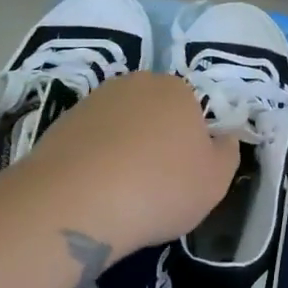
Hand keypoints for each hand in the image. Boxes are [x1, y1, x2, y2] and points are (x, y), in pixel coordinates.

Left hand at [0, 71, 240, 262]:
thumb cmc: (160, 188)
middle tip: (156, 183)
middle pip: (155, 112)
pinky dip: (95, 161)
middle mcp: (135, 84)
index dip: (193, 143)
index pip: (193, 110)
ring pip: (122, 126)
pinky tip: (94, 192)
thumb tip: (224, 138)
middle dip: (158, 140)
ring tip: (122, 192)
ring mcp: (93, 101)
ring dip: (125, 150)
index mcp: (177, 89)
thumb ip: (228, 152)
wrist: (75, 203)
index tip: (186, 175)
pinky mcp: (59, 124)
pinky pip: (91, 142)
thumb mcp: (216, 180)